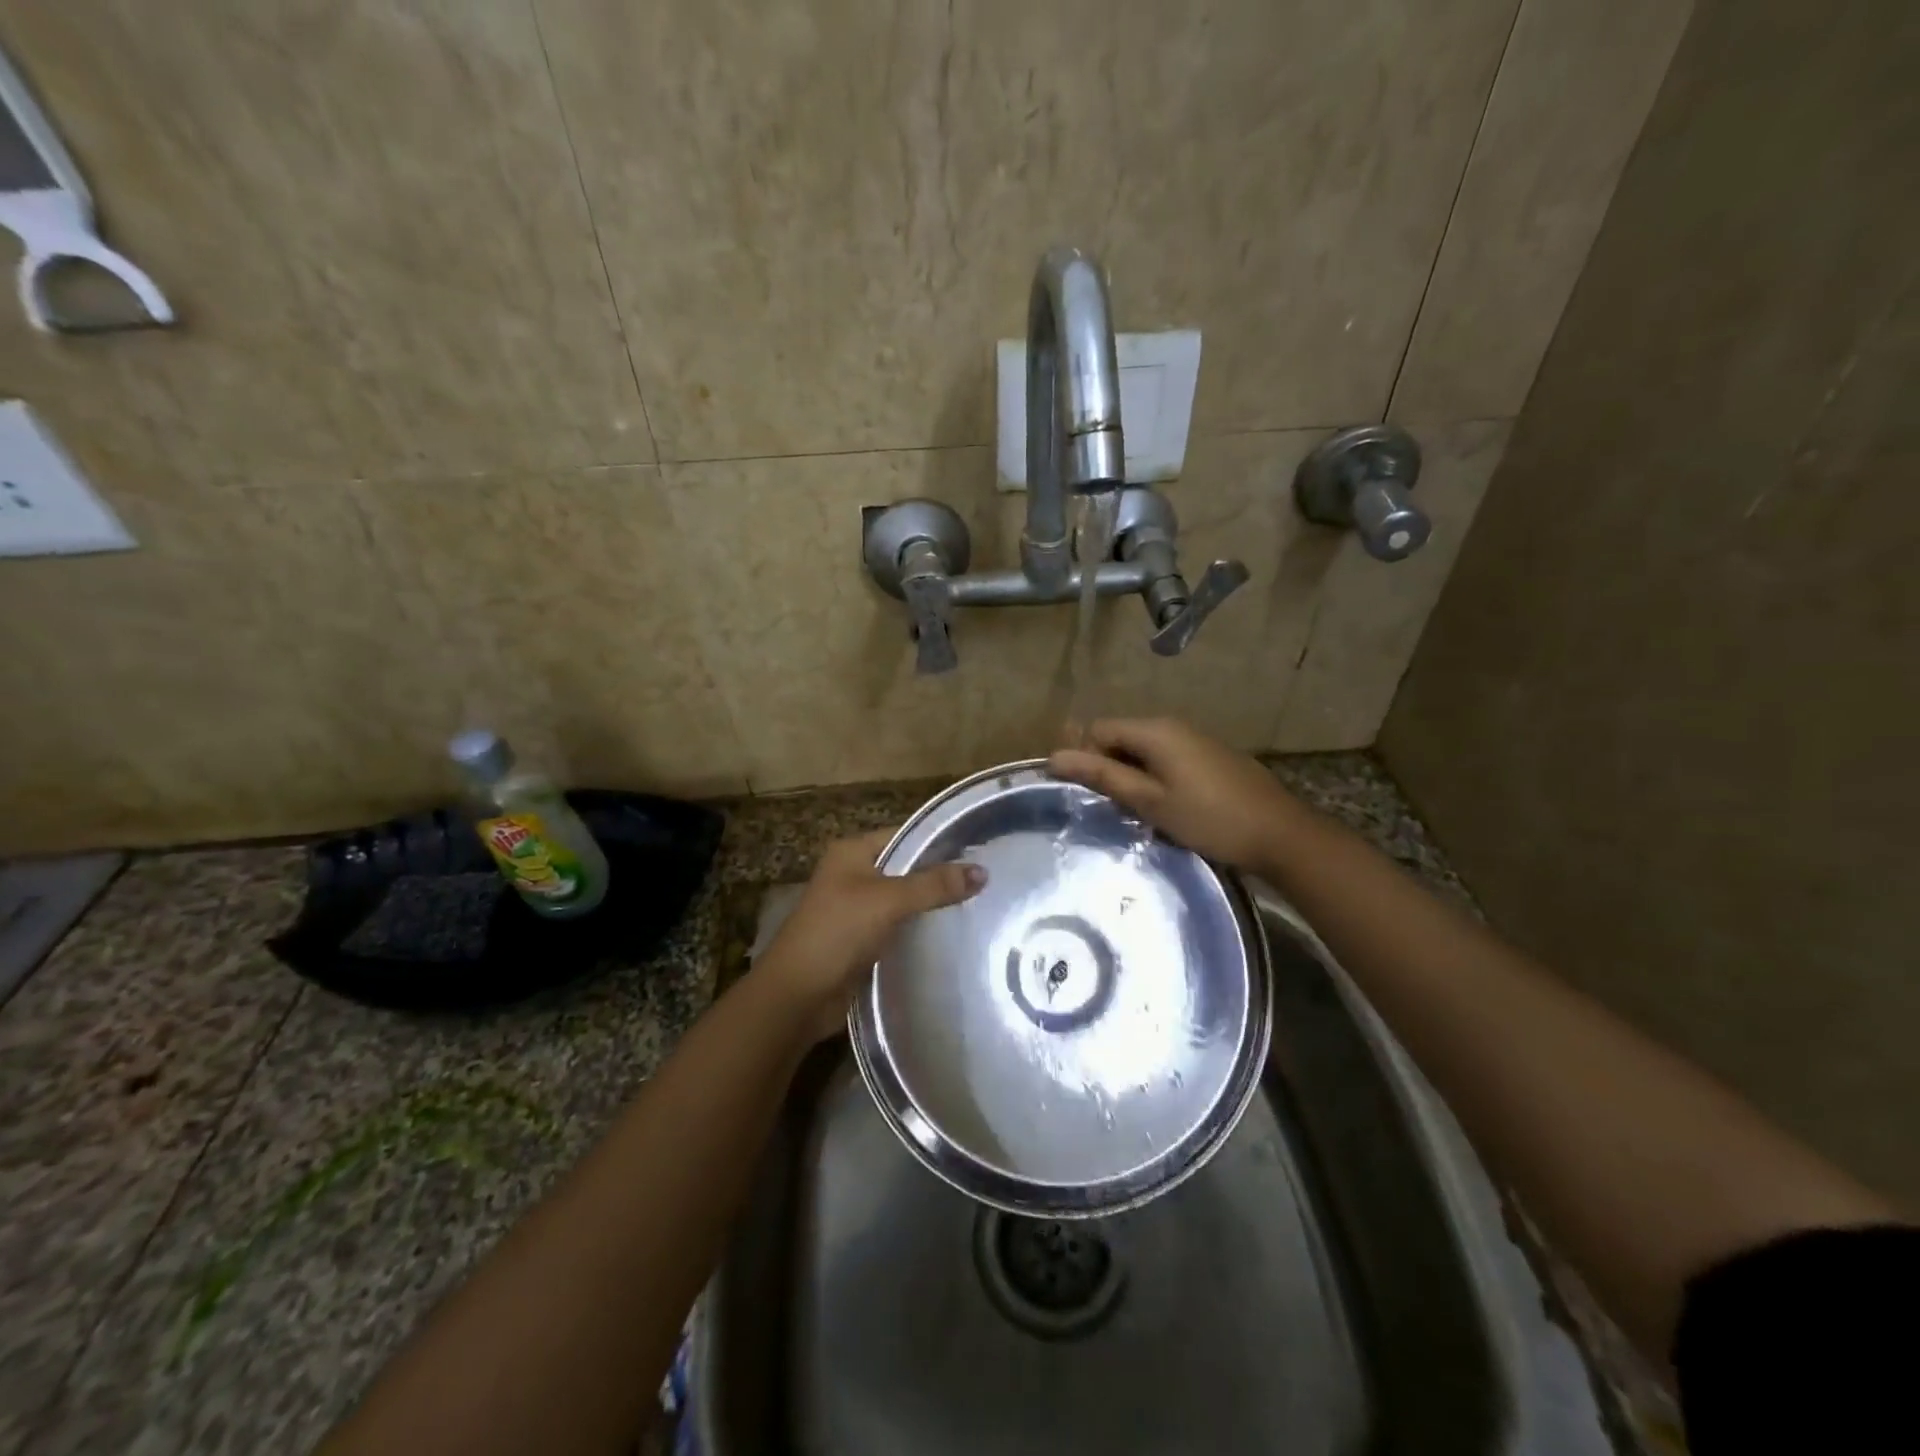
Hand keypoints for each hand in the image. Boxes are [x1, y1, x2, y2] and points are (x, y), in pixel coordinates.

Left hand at [755, 828, 985, 1041]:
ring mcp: (856, 909)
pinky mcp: (862, 941)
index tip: (979, 851)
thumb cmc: (837, 932)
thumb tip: (983, 872)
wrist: (797, 994)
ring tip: (978, 906)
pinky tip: (951, 935)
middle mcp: (853, 874)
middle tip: (986, 881)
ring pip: (903, 900)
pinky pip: (898, 927)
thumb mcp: (888, 900)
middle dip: (940, 876)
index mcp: (852, 852)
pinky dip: (919, 930)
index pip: (904, 835)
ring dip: (931, 906)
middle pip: (906, 868)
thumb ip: (934, 885)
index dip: (939, 842)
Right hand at [1049, 718, 1309, 870]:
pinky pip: (1166, 757)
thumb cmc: (1209, 818)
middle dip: (1106, 765)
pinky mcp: (1210, 756)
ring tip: (1132, 810)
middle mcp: (1172, 725)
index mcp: (1154, 731)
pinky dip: (1153, 776)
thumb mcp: (1150, 800)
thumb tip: (1055, 757)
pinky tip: (1162, 806)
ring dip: (1130, 773)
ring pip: (1143, 749)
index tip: (1083, 792)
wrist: (1281, 834)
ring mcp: (1194, 739)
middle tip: (1106, 805)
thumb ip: (1103, 775)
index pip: (1098, 729)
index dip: (1083, 756)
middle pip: (1120, 736)